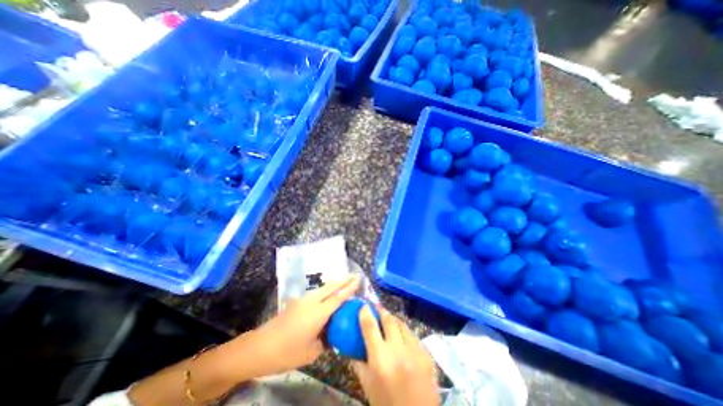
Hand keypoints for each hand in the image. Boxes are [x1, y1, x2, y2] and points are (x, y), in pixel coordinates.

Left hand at [242, 277, 360, 377]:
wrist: (259, 347)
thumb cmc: (287, 353)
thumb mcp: (311, 353)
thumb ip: (325, 341)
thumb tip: (333, 336)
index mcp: (318, 313)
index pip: (339, 297)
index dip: (350, 288)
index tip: (359, 279)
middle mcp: (312, 301)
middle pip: (331, 286)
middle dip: (344, 279)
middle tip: (355, 275)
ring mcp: (303, 300)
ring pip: (323, 287)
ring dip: (334, 284)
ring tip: (344, 283)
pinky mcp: (297, 302)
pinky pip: (316, 293)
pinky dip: (325, 291)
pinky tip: (328, 296)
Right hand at [352, 304, 436, 405]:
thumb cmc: (387, 405)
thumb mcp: (368, 387)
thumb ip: (358, 364)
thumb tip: (350, 348)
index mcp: (380, 359)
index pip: (370, 326)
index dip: (365, 313)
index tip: (364, 306)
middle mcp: (398, 351)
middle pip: (389, 320)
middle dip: (382, 312)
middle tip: (377, 310)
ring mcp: (415, 352)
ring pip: (403, 325)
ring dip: (394, 320)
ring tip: (390, 321)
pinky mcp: (427, 356)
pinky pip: (414, 336)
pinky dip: (406, 333)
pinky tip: (403, 339)